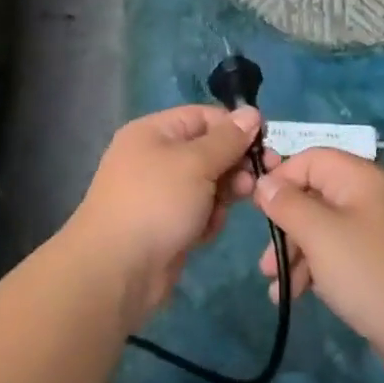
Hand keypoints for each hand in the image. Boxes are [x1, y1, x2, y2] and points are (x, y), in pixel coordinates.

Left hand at [60, 105, 263, 327]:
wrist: (117, 270)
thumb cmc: (156, 203)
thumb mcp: (196, 163)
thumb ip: (228, 139)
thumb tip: (251, 112)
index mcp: (154, 132)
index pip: (204, 117)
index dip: (235, 127)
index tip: (266, 144)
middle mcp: (155, 157)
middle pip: (208, 150)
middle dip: (234, 165)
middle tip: (256, 182)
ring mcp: (160, 193)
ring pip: (208, 183)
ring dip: (222, 195)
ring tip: (222, 210)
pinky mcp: (167, 224)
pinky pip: (199, 211)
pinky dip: (207, 219)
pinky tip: (205, 232)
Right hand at [253, 149, 383, 376]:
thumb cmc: (369, 273)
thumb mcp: (319, 234)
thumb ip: (287, 204)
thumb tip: (264, 182)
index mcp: (362, 177)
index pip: (311, 158)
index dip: (280, 178)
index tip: (255, 209)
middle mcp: (370, 196)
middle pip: (314, 195)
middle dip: (285, 225)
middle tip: (265, 258)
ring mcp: (376, 231)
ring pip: (322, 228)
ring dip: (294, 252)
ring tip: (274, 283)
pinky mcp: (377, 261)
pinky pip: (336, 253)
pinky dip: (314, 268)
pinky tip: (294, 295)